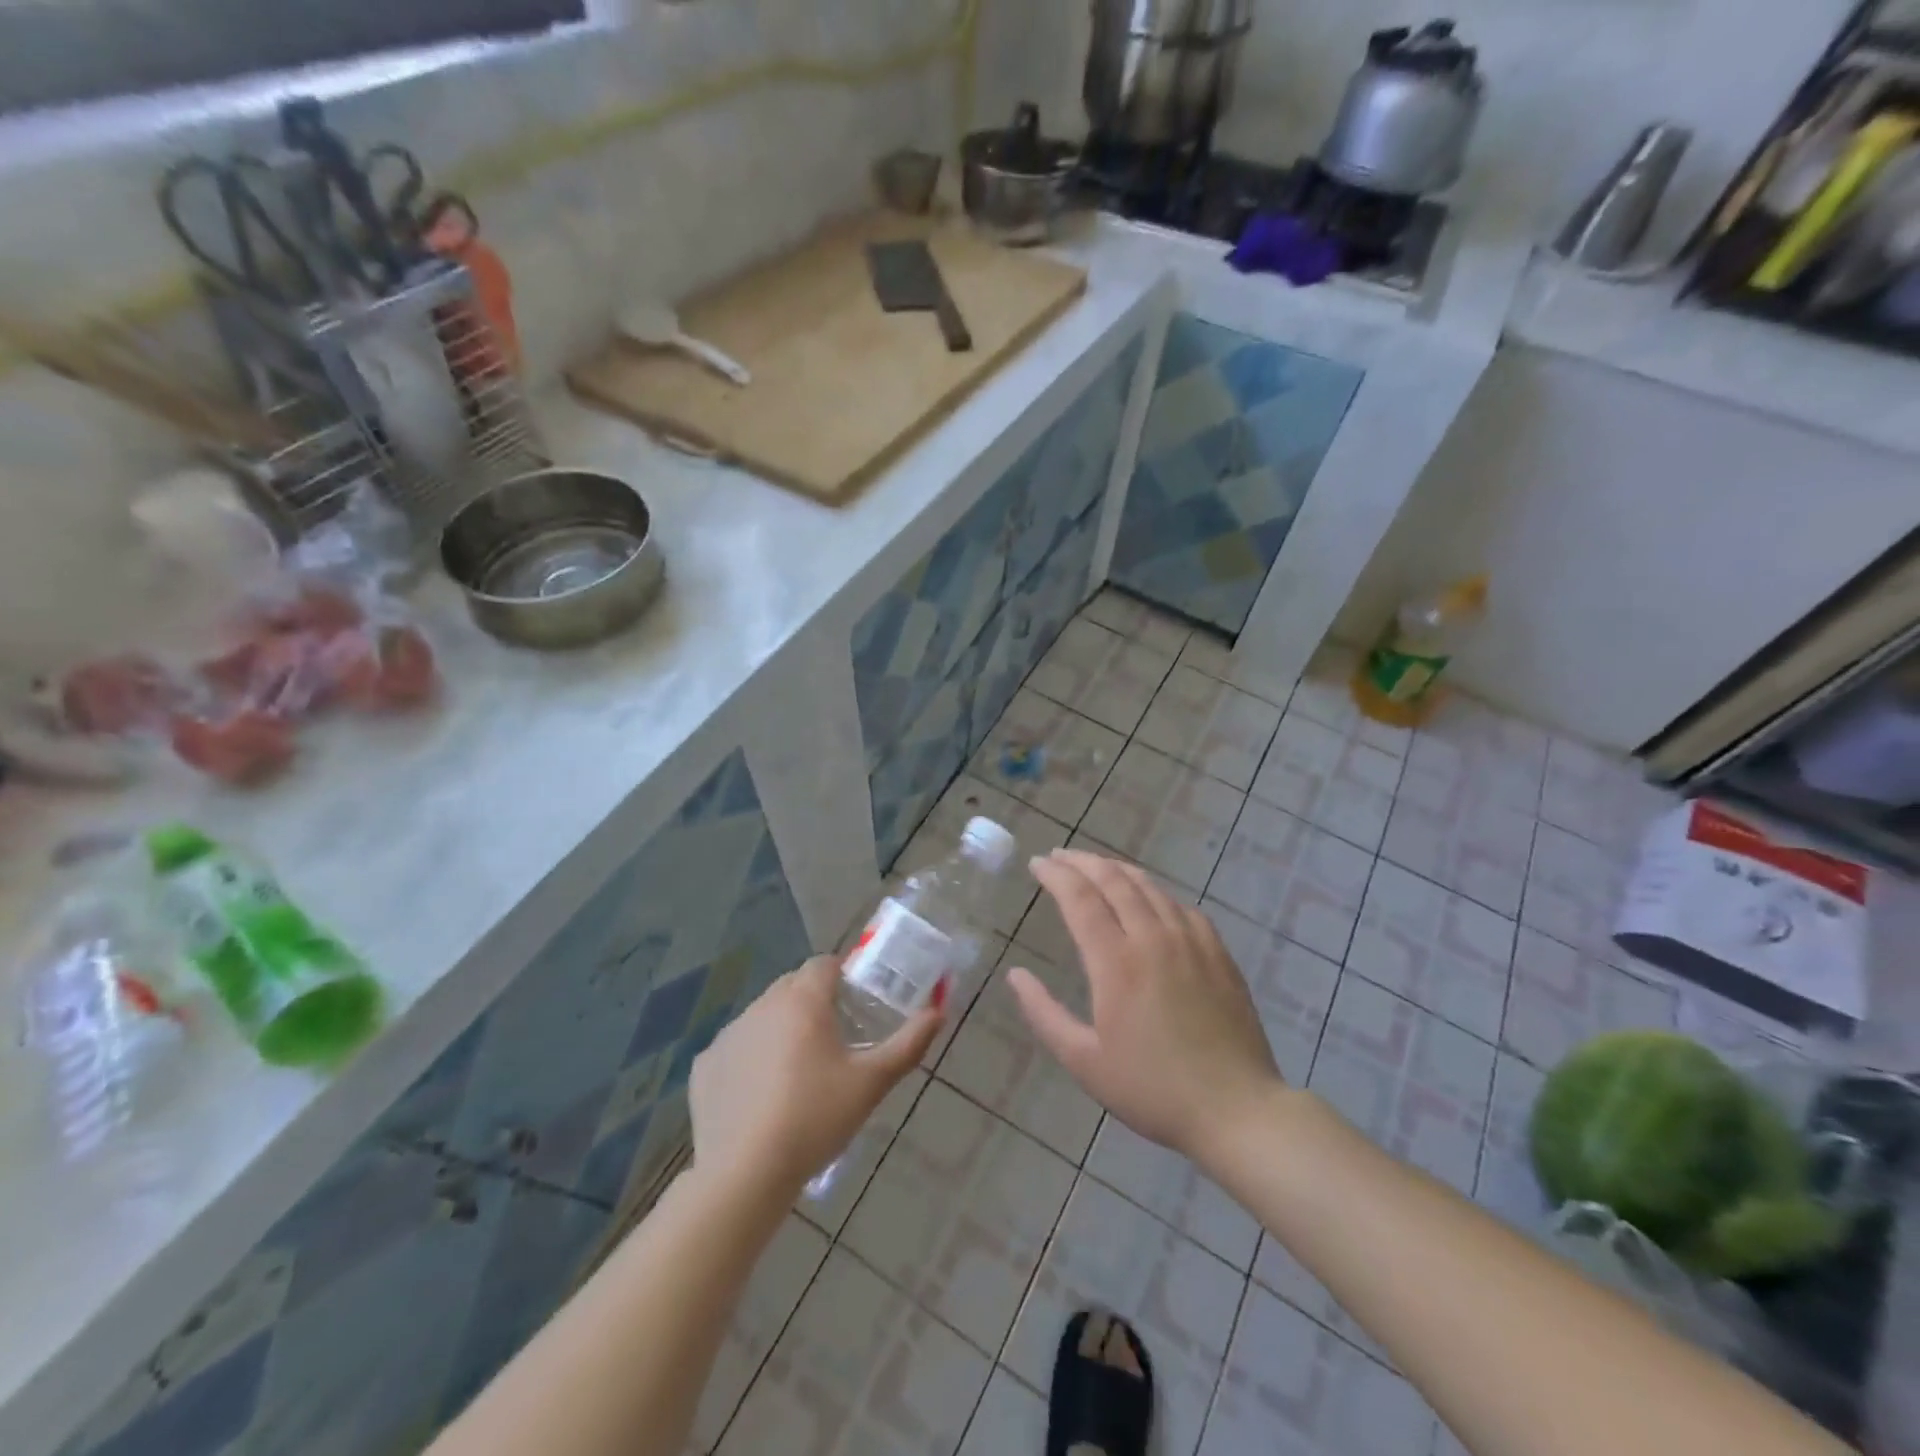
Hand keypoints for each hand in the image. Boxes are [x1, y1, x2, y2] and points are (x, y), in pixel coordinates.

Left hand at [689, 954, 938, 1207]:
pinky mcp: (705, 1065)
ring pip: (763, 1015)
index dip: (842, 977)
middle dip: (813, 1001)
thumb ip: (908, 1044)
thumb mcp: (872, 1083)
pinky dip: (750, 1059)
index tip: (855, 1005)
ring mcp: (729, 1034)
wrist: (746, 1173)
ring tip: (797, 1073)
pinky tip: (761, 1096)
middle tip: (833, 1041)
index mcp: (803, 1001)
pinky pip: (736, 1048)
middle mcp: (763, 1005)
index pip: (824, 965)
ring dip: (781, 1028)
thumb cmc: (816, 1119)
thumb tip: (938, 1013)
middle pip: (793, 986)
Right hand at [1010, 850, 1282, 1166]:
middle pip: (1113, 880)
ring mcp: (1190, 941)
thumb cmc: (1152, 1089)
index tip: (1037, 864)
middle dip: (1081, 862)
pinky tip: (1149, 898)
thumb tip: (1016, 975)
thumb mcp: (1085, 1062)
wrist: (1236, 1109)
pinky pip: (1180, 906)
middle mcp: (1153, 938)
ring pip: (1149, 887)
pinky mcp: (1217, 952)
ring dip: (1116, 870)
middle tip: (1059, 856)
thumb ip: (1044, 1014)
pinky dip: (1154, 892)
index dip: (1055, 875)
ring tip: (1096, 866)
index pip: (1080, 898)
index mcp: (1116, 962)